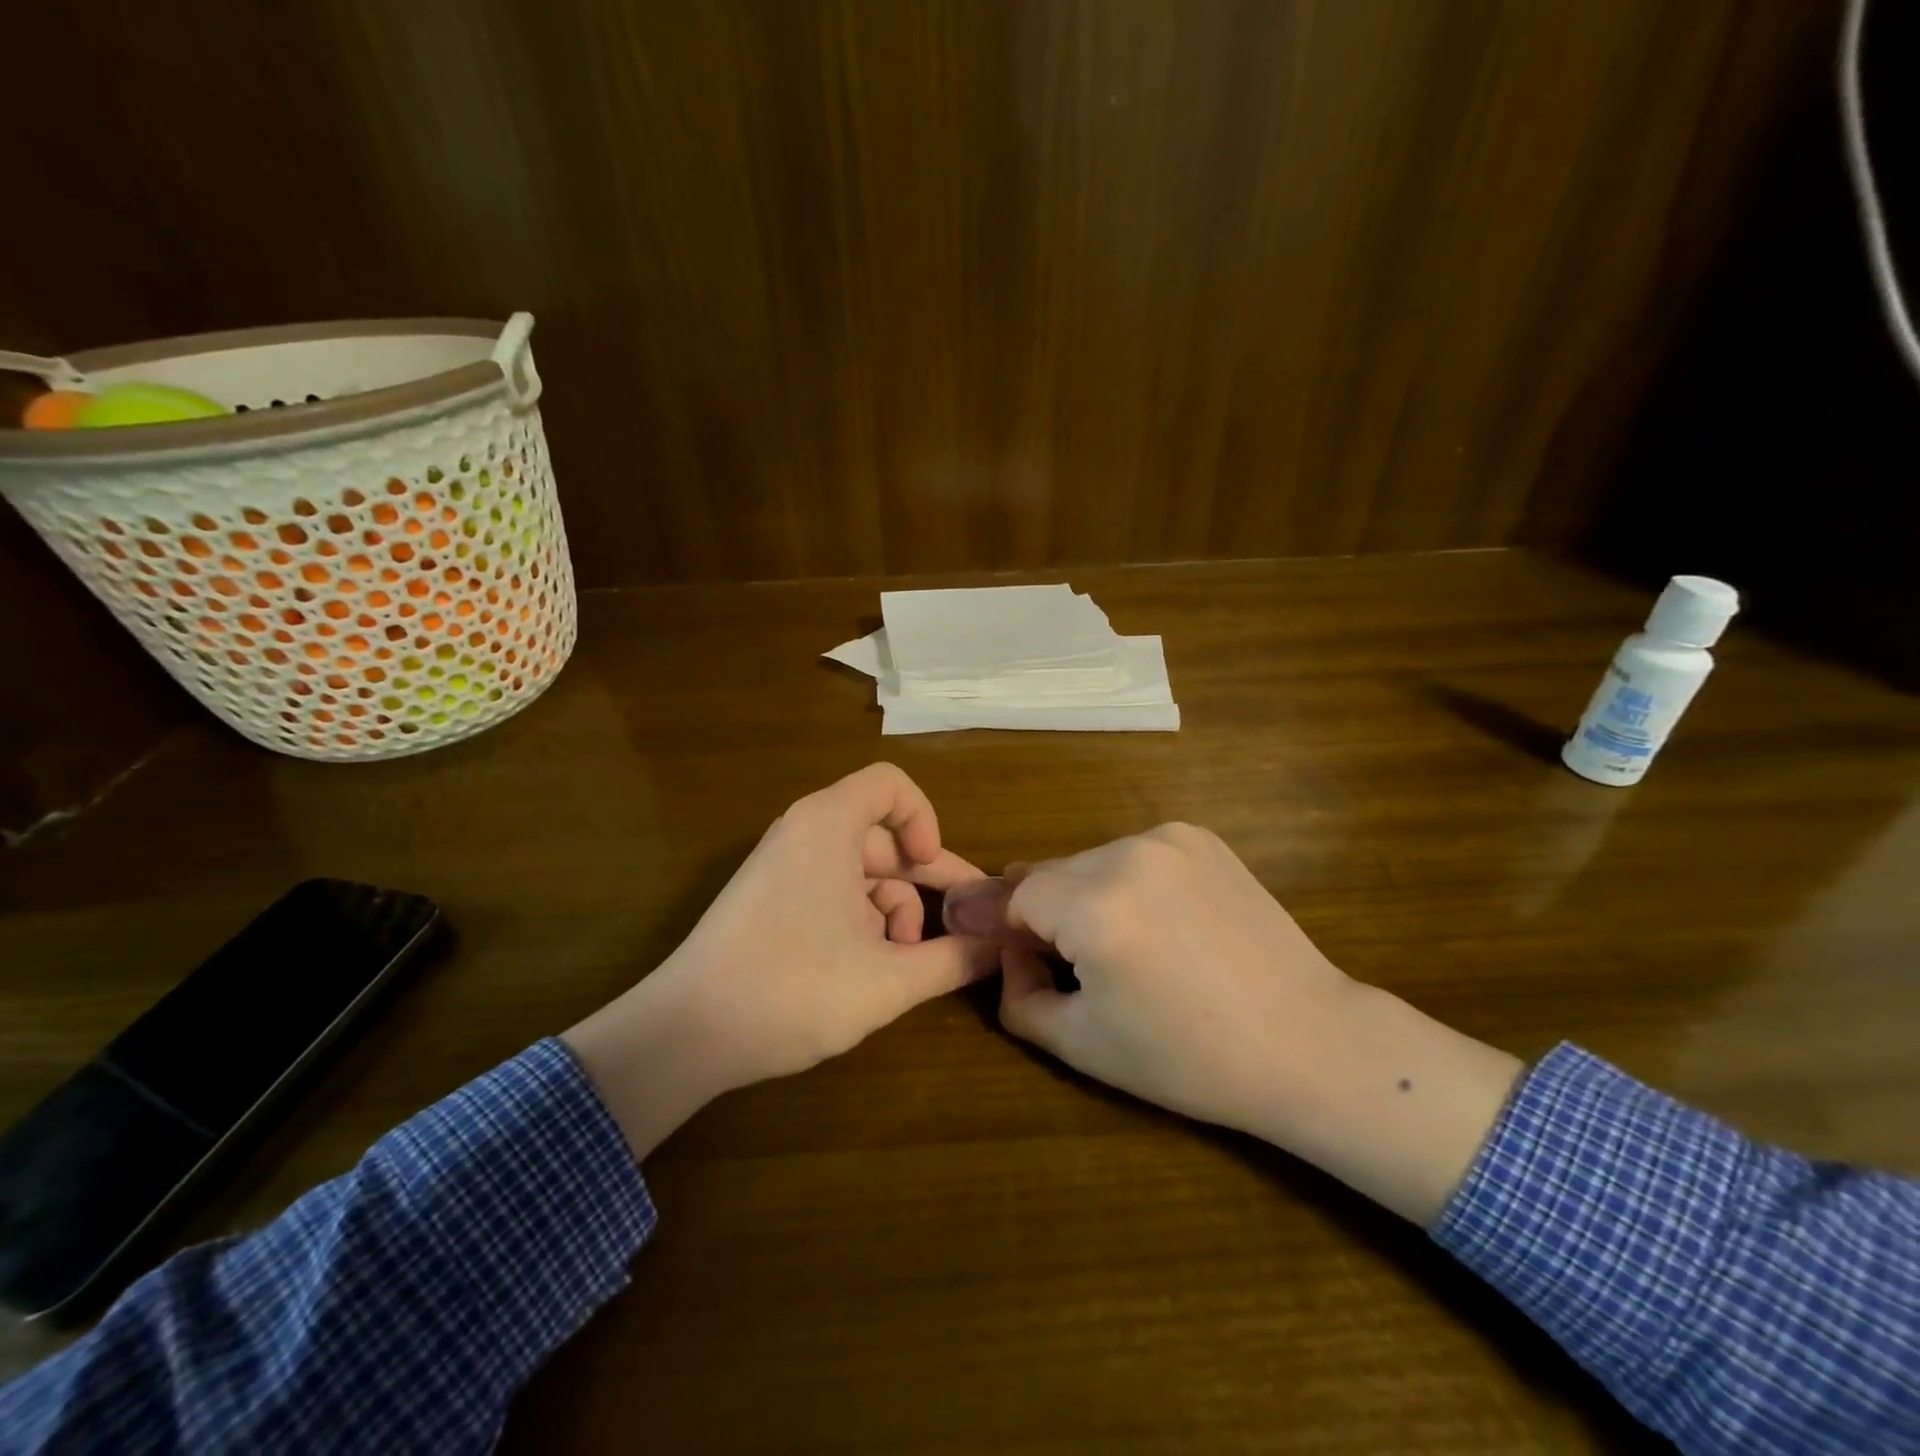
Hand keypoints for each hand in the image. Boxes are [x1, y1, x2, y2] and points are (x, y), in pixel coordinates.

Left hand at [564, 763, 995, 1159]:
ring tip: (901, 964)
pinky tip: (869, 969)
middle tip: (960, 931)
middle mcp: (804, 832)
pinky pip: (833, 891)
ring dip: (893, 912)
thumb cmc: (793, 990)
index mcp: (828, 825)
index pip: (891, 785)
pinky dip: (860, 921)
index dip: (925, 820)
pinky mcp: (770, 899)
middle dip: (924, 884)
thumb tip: (1002, 947)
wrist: (686, 1035)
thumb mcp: (888, 980)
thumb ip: (954, 959)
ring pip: (861, 871)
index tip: (935, 874)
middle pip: (883, 836)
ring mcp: (784, 866)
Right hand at [989, 824, 1522, 1224]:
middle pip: (1050, 874)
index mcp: (1095, 908)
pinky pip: (1132, 854)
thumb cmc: (1189, 1058)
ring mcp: (1168, 839)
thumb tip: (1007, 953)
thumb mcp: (1082, 1044)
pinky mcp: (1199, 837)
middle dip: (1036, 910)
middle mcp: (1127, 855)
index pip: (1013, 895)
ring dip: (1080, 894)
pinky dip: (1122, 881)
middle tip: (1040, 952)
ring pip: (1090, 862)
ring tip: (1107, 944)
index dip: (993, 918)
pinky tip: (1151, 923)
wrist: (1307, 1041)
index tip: (972, 930)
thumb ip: (1018, 995)